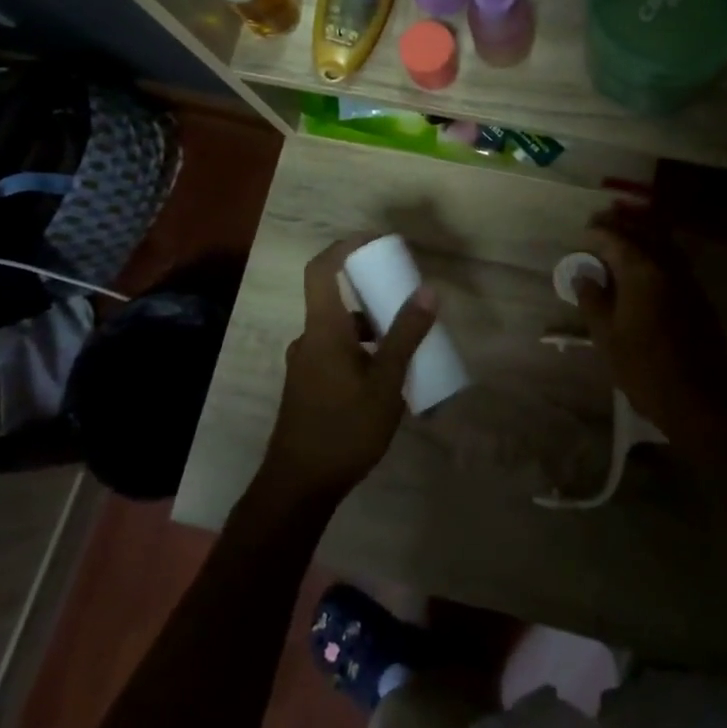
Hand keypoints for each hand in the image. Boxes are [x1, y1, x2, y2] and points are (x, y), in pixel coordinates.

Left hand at [263, 238, 437, 503]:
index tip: (376, 241)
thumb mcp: (386, 383)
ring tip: (407, 345)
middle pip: (336, 299)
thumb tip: (427, 290)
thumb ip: (406, 336)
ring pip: (339, 330)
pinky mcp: (308, 386)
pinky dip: (361, 351)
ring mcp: (305, 364)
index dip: (344, 246)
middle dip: (372, 293)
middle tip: (407, 298)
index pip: (321, 269)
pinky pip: (336, 352)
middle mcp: (309, 339)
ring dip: (370, 328)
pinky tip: (387, 379)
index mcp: (323, 330)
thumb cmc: (344, 429)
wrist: (299, 486)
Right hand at [574, 206, 726, 429]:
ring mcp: (687, 279)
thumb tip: (583, 275)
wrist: (698, 398)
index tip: (582, 234)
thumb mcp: (606, 336)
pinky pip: (674, 260)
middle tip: (599, 227)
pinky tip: (643, 267)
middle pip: (643, 231)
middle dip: (620, 226)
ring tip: (620, 243)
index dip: (596, 232)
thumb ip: (592, 299)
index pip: (615, 237)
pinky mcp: (698, 295)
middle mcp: (667, 265)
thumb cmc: (644, 367)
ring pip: (663, 243)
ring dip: (641, 236)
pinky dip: (656, 252)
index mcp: (642, 271)